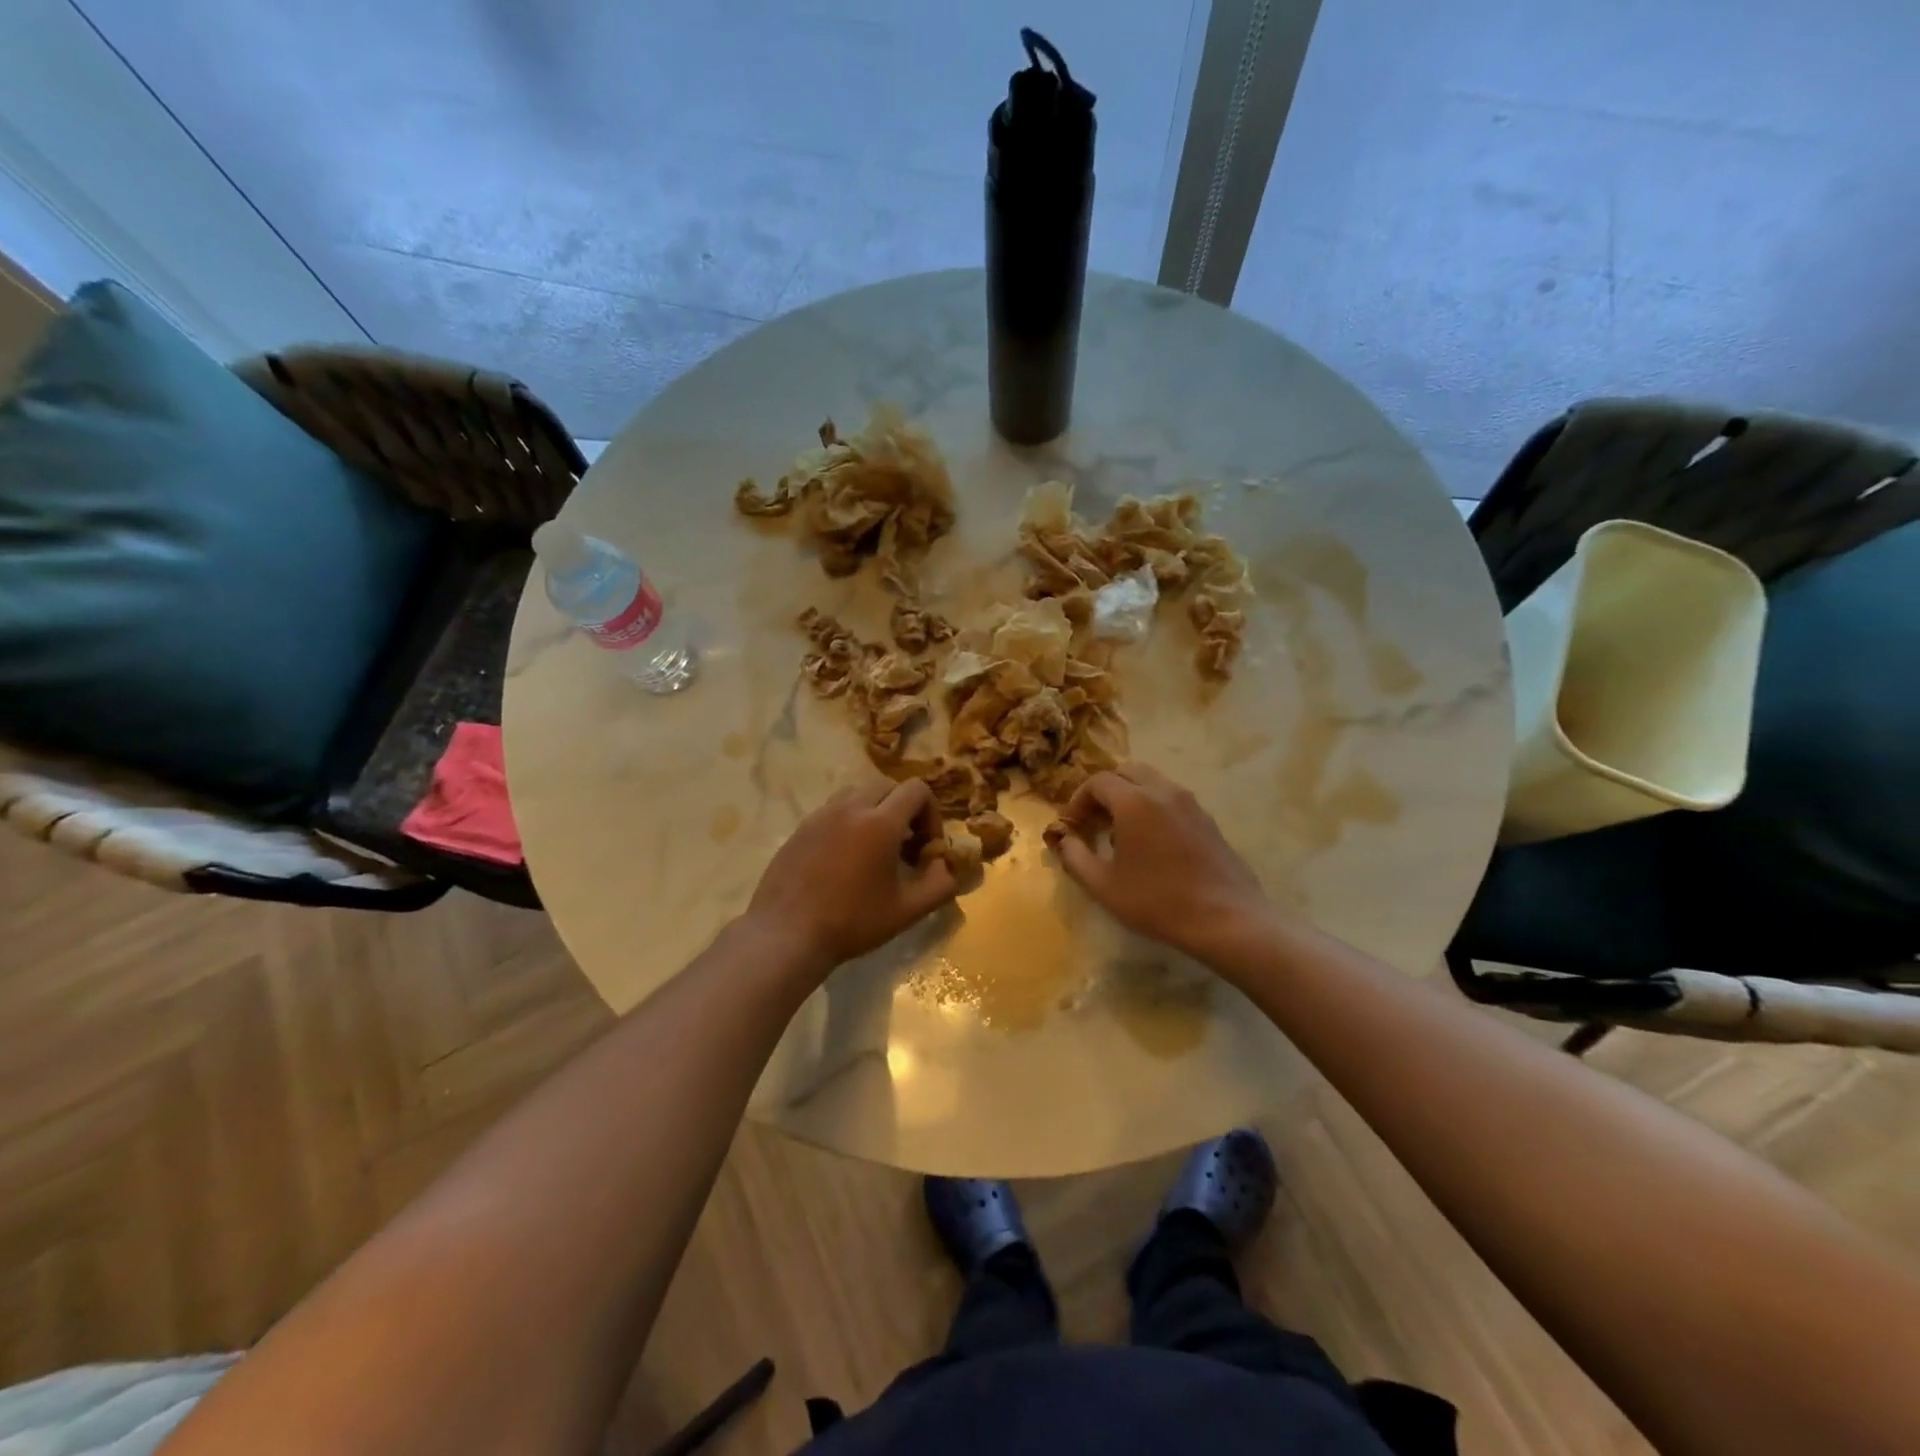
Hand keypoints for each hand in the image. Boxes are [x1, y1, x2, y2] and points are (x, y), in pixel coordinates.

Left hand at [744, 778, 957, 974]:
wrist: (787, 934)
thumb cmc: (852, 922)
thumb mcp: (907, 911)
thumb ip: (940, 885)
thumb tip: (945, 866)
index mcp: (880, 822)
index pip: (917, 790)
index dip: (931, 813)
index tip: (926, 846)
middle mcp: (850, 808)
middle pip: (888, 786)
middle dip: (904, 808)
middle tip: (905, 845)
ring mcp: (821, 815)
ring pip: (858, 793)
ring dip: (876, 811)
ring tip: (875, 849)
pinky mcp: (801, 828)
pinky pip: (833, 810)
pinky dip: (849, 822)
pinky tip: (845, 859)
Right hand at [1053, 762, 1270, 958]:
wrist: (1226, 919)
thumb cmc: (1158, 902)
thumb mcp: (1104, 886)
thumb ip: (1075, 857)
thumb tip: (1064, 840)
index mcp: (1135, 801)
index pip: (1097, 782)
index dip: (1078, 800)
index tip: (1071, 825)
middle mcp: (1163, 791)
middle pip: (1126, 772)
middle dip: (1104, 791)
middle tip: (1093, 821)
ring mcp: (1190, 803)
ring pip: (1151, 782)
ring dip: (1129, 797)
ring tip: (1120, 832)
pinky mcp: (1207, 819)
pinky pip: (1171, 799)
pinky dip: (1152, 807)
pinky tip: (1151, 843)